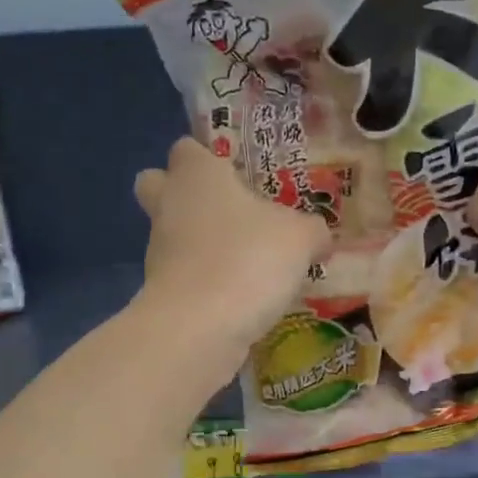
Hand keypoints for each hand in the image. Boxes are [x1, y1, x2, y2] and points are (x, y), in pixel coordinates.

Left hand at [133, 137, 331, 356]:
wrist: (199, 328)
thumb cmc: (247, 260)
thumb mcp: (300, 239)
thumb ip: (312, 230)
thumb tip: (319, 237)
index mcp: (197, 176)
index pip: (187, 149)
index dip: (207, 157)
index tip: (237, 174)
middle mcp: (169, 206)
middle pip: (158, 186)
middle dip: (184, 195)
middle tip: (228, 211)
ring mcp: (159, 252)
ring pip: (173, 235)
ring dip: (202, 245)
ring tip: (248, 263)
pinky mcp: (161, 293)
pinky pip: (184, 276)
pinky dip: (207, 283)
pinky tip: (241, 297)